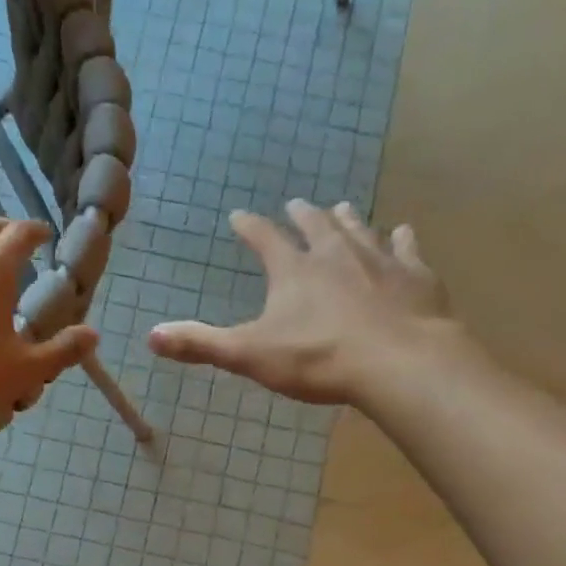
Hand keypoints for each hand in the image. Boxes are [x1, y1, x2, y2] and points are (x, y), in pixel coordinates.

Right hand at [147, 200, 453, 404]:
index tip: (239, 216)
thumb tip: (151, 336)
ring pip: (359, 229)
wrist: (397, 361)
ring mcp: (378, 260)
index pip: (264, 238)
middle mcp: (335, 253)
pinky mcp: (415, 275)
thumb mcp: (249, 355)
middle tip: (296, 203)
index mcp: (293, 269)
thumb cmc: (318, 359)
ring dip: (347, 219)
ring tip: (341, 208)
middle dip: (302, 214)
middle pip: (315, 225)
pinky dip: (401, 239)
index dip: (249, 227)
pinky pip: (406, 248)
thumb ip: (201, 344)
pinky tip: (403, 232)